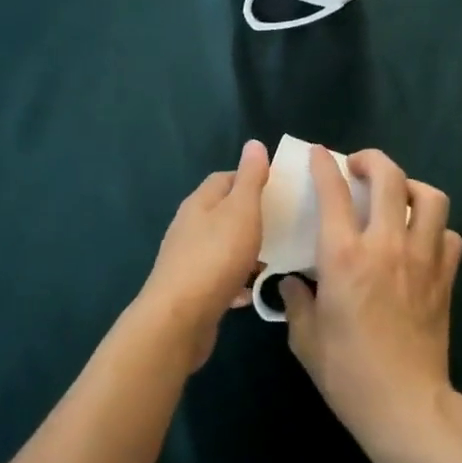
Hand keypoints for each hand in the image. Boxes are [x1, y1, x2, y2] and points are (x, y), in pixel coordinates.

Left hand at [134, 139, 269, 369]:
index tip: (278, 188)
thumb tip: (254, 143)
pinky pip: (219, 277)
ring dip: (244, 248)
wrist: (179, 319)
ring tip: (273, 257)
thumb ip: (250, 178)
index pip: (224, 178)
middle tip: (282, 223)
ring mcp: (187, 258)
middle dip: (250, 215)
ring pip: (221, 245)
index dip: (250, 178)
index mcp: (200, 202)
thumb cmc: (215, 257)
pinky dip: (237, 279)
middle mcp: (189, 226)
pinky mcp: (191, 289)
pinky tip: (253, 291)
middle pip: (222, 211)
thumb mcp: (241, 210)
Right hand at [281, 147, 461, 449]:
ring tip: (397, 194)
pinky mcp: (444, 278)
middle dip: (372, 160)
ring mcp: (421, 259)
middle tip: (359, 166)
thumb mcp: (305, 339)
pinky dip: (436, 228)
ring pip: (429, 198)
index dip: (324, 166)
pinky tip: (422, 238)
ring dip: (411, 187)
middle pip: (389, 178)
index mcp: (344, 256)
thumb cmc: (348, 373)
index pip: (334, 192)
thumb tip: (294, 283)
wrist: (406, 406)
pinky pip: (449, 236)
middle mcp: (385, 245)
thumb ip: (296, 301)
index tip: (320, 154)